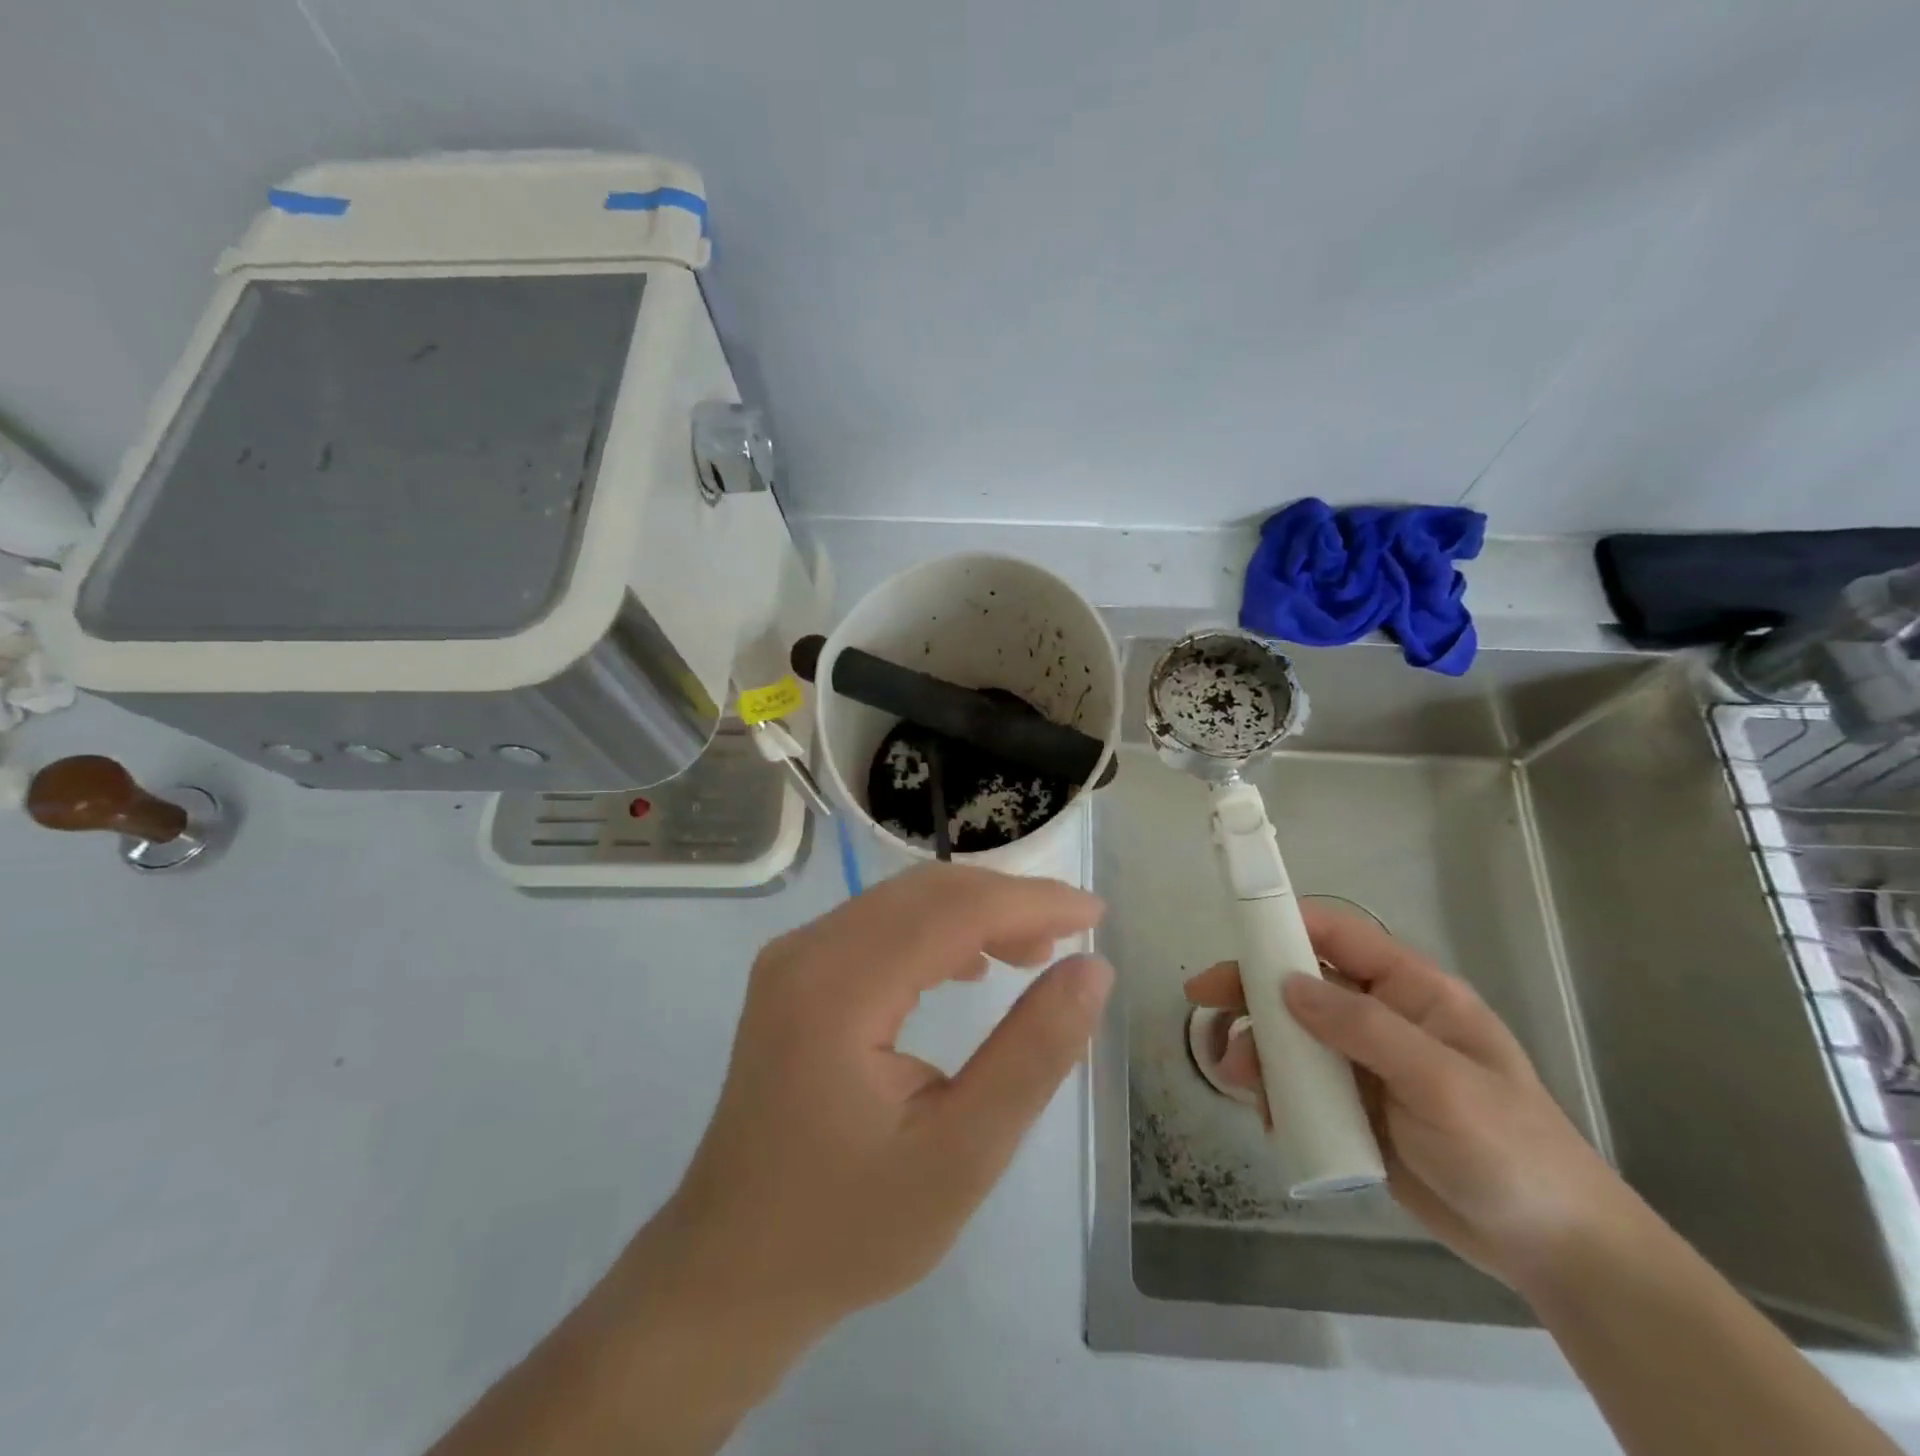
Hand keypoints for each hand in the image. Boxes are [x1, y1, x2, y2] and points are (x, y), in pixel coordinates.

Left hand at [657, 863, 1111, 1333]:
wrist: (731, 1268)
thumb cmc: (849, 1227)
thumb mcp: (961, 1156)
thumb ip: (1032, 1055)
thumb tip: (1092, 969)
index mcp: (837, 989)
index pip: (952, 911)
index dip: (1031, 902)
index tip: (1096, 913)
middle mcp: (807, 951)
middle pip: (925, 892)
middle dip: (1007, 901)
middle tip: (1072, 935)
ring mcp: (793, 958)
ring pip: (902, 902)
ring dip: (973, 913)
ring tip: (1034, 953)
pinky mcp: (795, 974)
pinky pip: (878, 926)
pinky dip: (936, 931)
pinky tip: (971, 967)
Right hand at [1184, 902, 1633, 1289]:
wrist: (1552, 1251)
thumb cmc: (1511, 1152)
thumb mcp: (1442, 1084)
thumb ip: (1364, 1028)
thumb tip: (1287, 985)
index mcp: (1411, 992)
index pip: (1338, 936)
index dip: (1286, 922)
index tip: (1235, 930)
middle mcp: (1381, 1018)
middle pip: (1300, 983)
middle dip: (1250, 989)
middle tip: (1203, 1000)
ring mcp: (1364, 1064)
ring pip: (1291, 1035)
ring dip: (1256, 1048)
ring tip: (1235, 1078)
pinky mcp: (1353, 1108)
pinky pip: (1298, 1085)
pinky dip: (1273, 1092)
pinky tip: (1268, 1115)